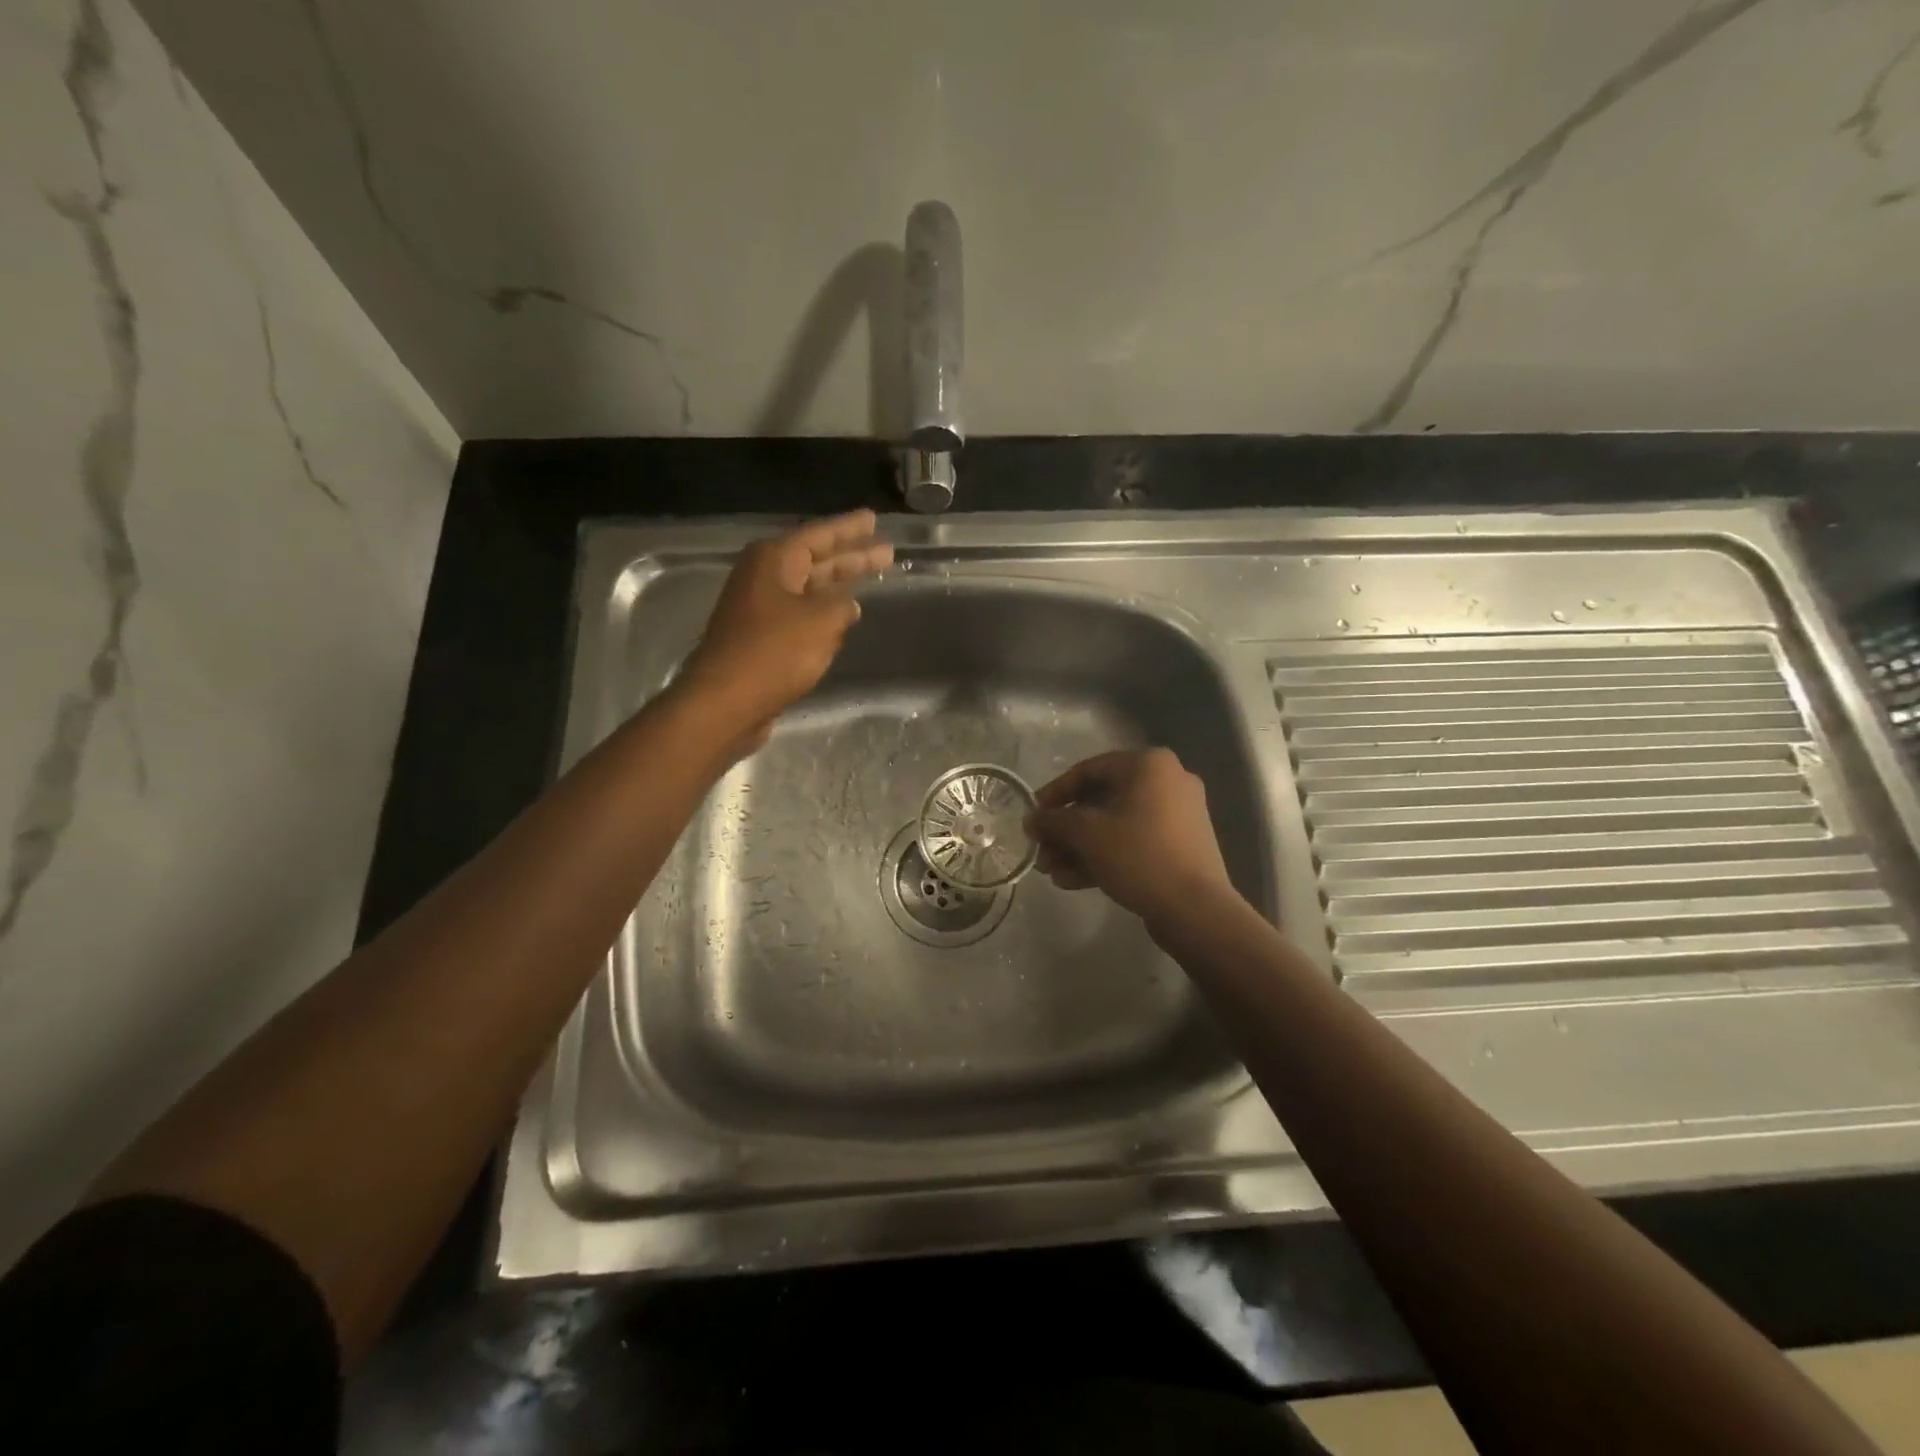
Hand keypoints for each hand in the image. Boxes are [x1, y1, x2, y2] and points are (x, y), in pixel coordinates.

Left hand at [676, 510, 891, 751]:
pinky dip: (823, 612)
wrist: (726, 702)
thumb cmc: (774, 652)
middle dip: (851, 556)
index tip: (874, 518)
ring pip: (809, 588)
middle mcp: (763, 577)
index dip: (849, 528)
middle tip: (885, 551)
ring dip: (838, 584)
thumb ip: (843, 605)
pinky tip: (843, 617)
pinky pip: (800, 614)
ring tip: (870, 579)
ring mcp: (759, 608)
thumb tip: (848, 605)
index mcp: (774, 561)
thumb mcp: (821, 621)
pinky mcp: (761, 637)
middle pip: (815, 560)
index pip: (819, 535)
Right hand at [1026, 749, 1237, 931]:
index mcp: (1148, 765)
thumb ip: (1053, 821)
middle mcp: (1167, 781)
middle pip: (1101, 801)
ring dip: (1080, 847)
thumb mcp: (1087, 834)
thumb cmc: (1138, 855)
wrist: (1195, 908)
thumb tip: (1031, 819)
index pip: (1088, 770)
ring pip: (1115, 825)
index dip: (1054, 793)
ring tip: (1052, 873)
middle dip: (1066, 830)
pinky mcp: (1180, 846)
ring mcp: (1177, 815)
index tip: (1033, 815)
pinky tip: (1073, 881)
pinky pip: (1134, 842)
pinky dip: (1104, 856)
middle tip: (1041, 851)